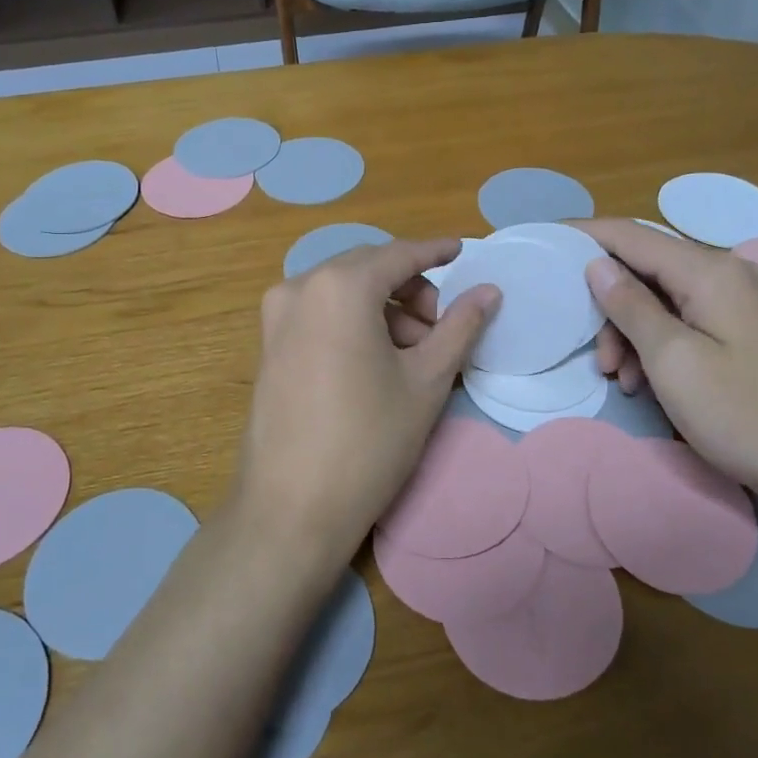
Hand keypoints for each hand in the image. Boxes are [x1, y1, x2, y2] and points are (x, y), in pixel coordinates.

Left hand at [230, 238, 497, 566]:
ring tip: (415, 354)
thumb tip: (489, 291)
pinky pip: (320, 314)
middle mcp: (300, 287)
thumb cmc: (369, 440)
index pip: (399, 255)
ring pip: (343, 292)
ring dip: (384, 309)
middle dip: (411, 289)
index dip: (435, 251)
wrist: (291, 507)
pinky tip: (378, 362)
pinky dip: (354, 322)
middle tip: (442, 327)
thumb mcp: (426, 380)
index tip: (464, 250)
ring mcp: (276, 316)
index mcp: (340, 286)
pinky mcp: (268, 345)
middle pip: (368, 270)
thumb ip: (460, 326)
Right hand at [577, 219, 757, 506]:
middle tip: (596, 358)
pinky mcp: (743, 331)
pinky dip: (657, 346)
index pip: (632, 235)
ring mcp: (738, 303)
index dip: (586, 235)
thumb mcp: (672, 359)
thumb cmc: (740, 411)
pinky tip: (646, 383)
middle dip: (609, 307)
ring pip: (662, 300)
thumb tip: (597, 263)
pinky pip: (684, 322)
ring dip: (631, 334)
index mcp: (709, 271)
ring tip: (621, 380)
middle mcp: (726, 274)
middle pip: (646, 270)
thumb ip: (630, 306)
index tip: (545, 241)